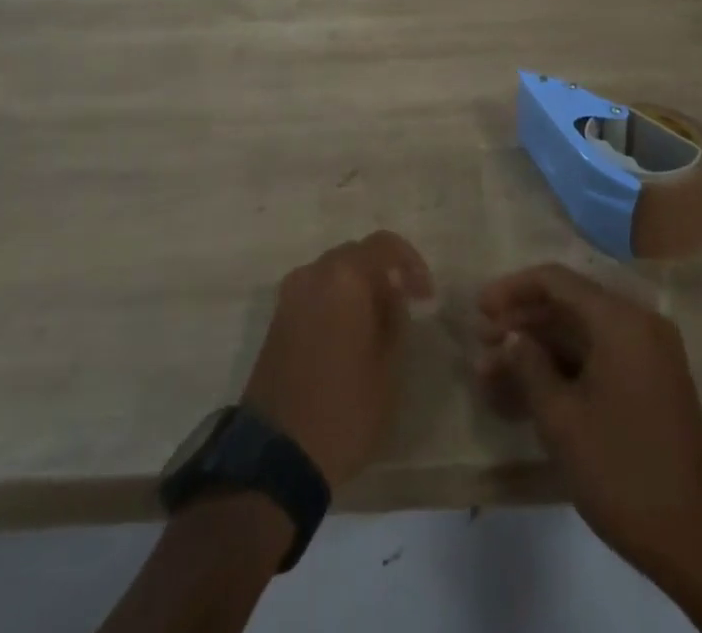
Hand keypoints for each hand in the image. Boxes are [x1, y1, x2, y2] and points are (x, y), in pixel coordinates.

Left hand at [242, 231, 433, 488]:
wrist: (275, 456)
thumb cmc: (343, 410)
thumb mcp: (388, 367)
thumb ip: (395, 316)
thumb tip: (393, 290)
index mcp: (344, 277)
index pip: (384, 245)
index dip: (411, 263)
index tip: (425, 296)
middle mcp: (313, 274)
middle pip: (356, 254)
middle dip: (383, 273)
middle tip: (405, 306)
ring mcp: (290, 295)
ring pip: (333, 273)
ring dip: (358, 287)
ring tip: (378, 323)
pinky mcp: (277, 319)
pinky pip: (314, 293)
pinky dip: (336, 301)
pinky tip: (349, 334)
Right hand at [475, 264, 701, 589]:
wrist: (697, 544)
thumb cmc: (621, 471)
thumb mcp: (561, 419)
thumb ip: (528, 364)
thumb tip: (511, 336)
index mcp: (621, 320)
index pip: (557, 281)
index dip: (513, 289)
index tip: (479, 309)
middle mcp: (639, 325)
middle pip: (568, 306)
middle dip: (521, 325)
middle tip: (480, 345)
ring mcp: (649, 355)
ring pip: (580, 336)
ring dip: (537, 352)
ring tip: (491, 375)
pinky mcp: (651, 384)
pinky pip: (598, 360)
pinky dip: (563, 371)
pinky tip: (525, 394)